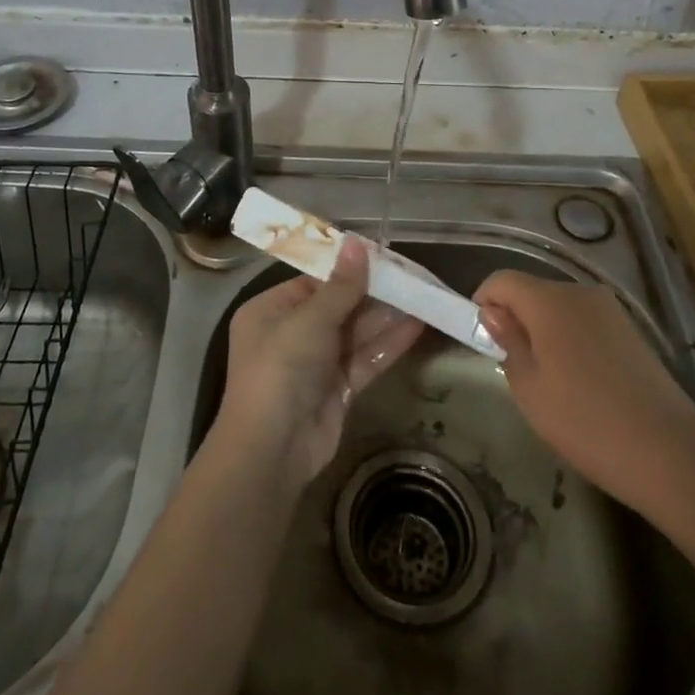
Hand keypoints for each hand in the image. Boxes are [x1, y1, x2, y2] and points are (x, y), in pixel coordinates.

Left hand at [213, 237, 423, 492]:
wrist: (272, 450)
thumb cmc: (281, 368)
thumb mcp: (310, 320)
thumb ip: (341, 286)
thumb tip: (357, 243)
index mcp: (271, 310)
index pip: (313, 282)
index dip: (347, 270)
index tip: (382, 256)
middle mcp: (291, 333)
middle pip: (338, 306)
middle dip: (373, 294)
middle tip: (411, 276)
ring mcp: (315, 364)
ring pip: (355, 334)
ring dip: (386, 318)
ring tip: (422, 296)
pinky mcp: (337, 390)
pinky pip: (364, 360)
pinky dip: (388, 345)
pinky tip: (417, 328)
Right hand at [476, 270, 694, 506]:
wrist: (671, 454)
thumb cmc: (586, 422)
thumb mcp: (529, 389)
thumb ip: (508, 342)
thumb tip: (494, 314)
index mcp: (549, 300)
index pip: (501, 280)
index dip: (483, 302)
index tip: (481, 339)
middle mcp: (580, 292)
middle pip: (532, 290)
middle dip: (515, 317)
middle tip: (511, 365)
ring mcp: (611, 310)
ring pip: (560, 307)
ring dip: (544, 330)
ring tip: (548, 379)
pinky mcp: (632, 330)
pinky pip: (586, 322)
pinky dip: (571, 339)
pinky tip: (581, 382)